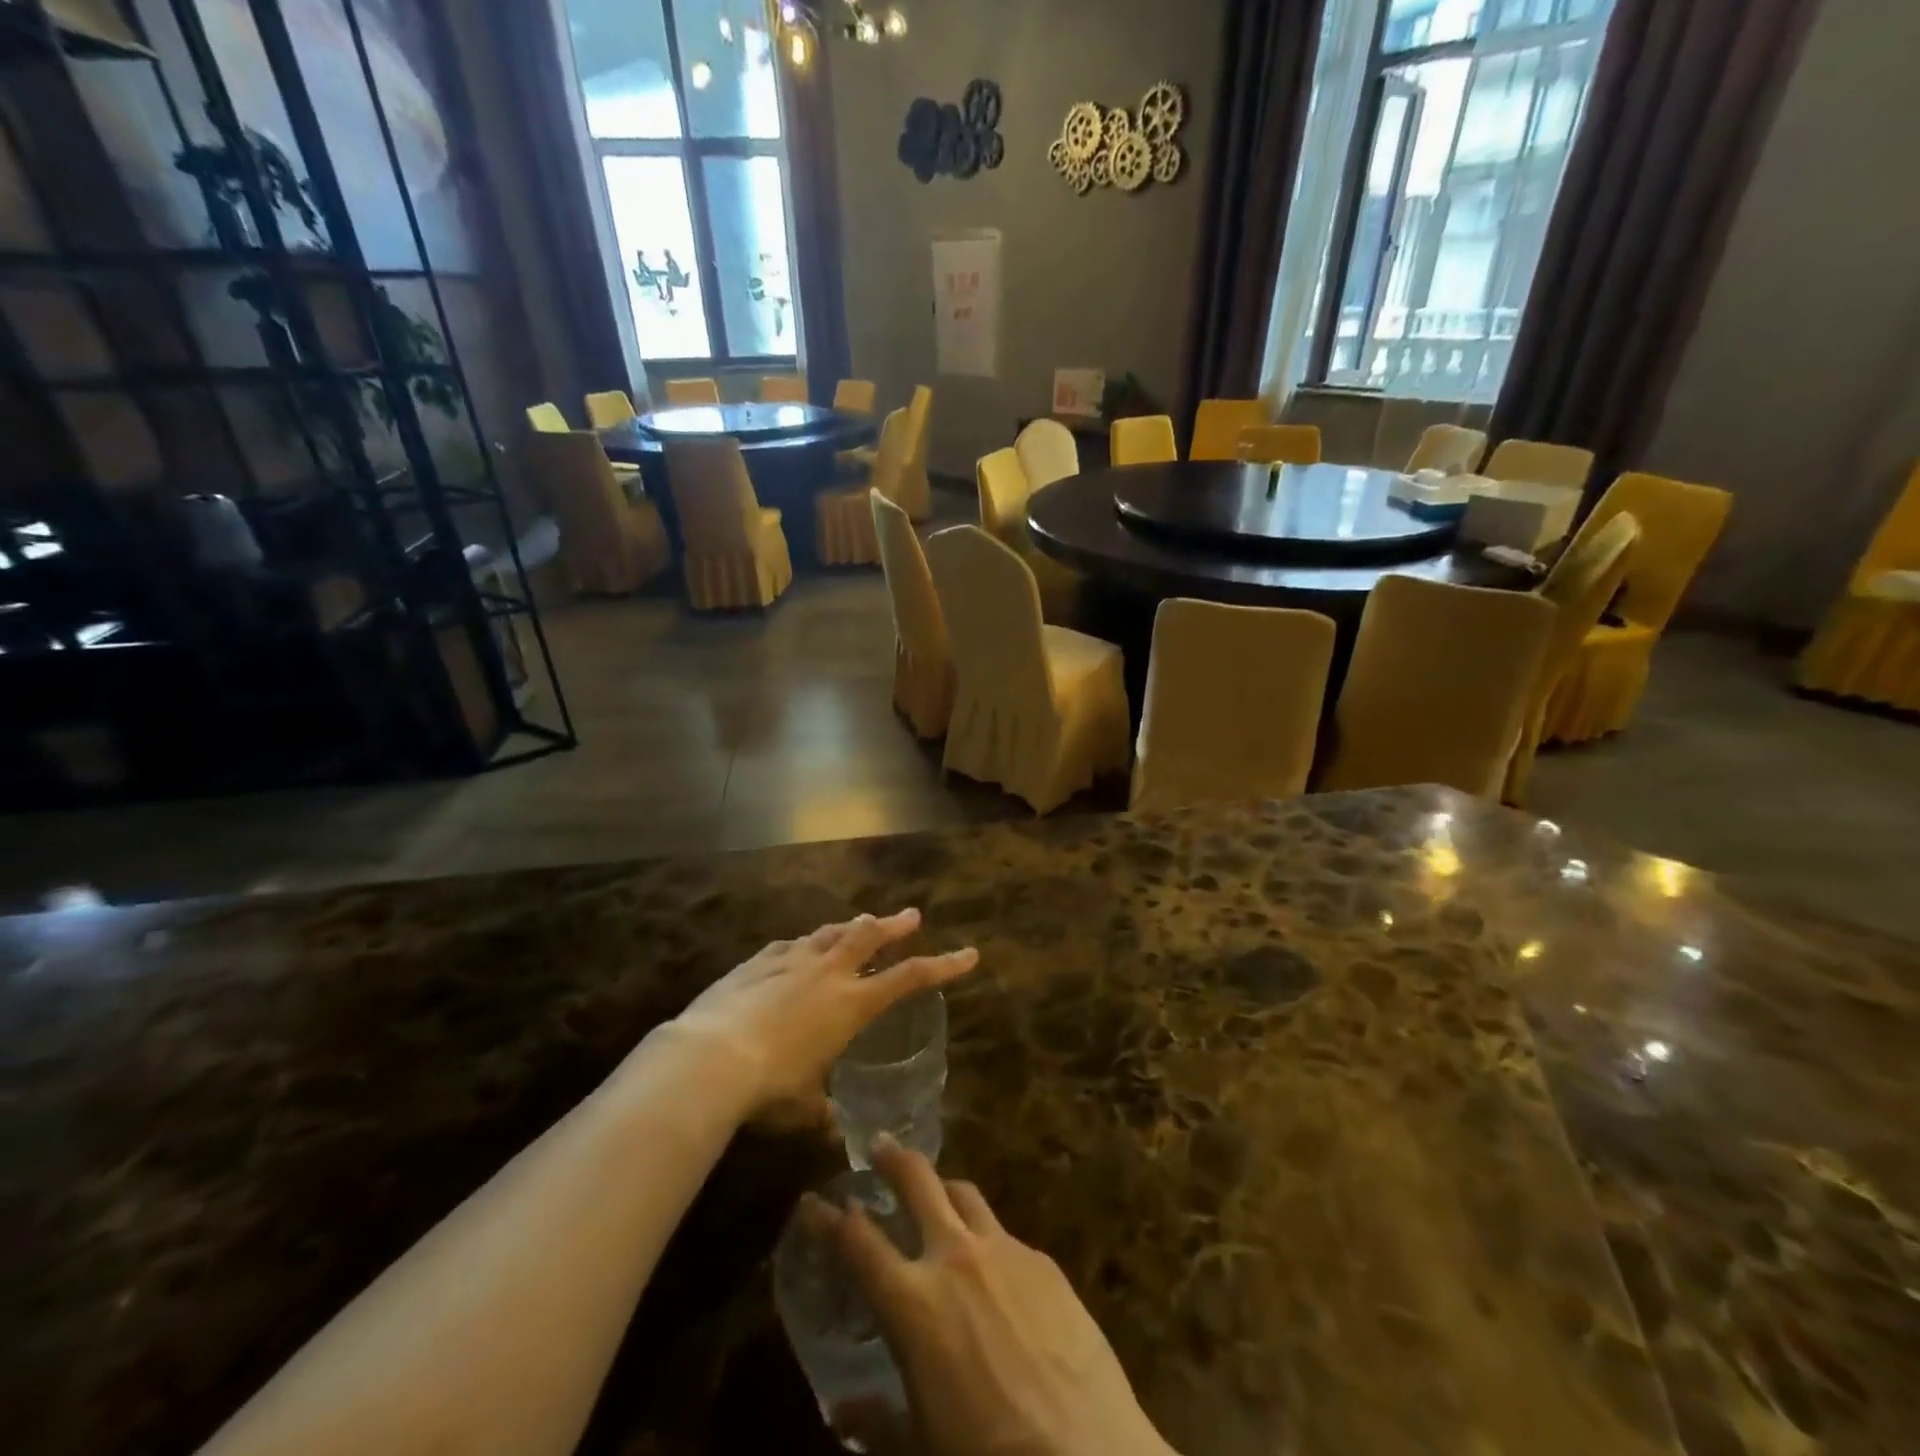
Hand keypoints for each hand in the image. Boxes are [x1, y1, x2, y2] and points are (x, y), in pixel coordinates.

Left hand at [669, 909, 976, 1121]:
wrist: (709, 1057)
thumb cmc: (769, 1087)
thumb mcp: (804, 1108)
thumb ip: (824, 1114)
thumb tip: (836, 1132)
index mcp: (851, 1004)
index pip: (910, 978)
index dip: (943, 965)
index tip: (968, 954)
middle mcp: (828, 972)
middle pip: (871, 936)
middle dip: (895, 925)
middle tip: (911, 916)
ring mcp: (792, 960)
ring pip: (832, 932)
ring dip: (852, 927)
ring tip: (863, 921)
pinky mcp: (758, 961)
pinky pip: (791, 944)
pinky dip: (806, 943)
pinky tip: (801, 945)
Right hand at [810, 1141, 1177, 1455]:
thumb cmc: (987, 1455)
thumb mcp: (921, 1445)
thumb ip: (879, 1420)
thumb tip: (846, 1411)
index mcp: (913, 1302)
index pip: (856, 1241)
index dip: (827, 1217)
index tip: (812, 1199)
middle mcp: (955, 1256)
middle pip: (917, 1180)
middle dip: (892, 1157)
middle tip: (880, 1144)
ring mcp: (1004, 1250)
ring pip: (965, 1193)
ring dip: (943, 1188)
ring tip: (936, 1194)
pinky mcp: (1044, 1260)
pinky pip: (1005, 1234)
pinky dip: (987, 1238)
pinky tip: (994, 1267)